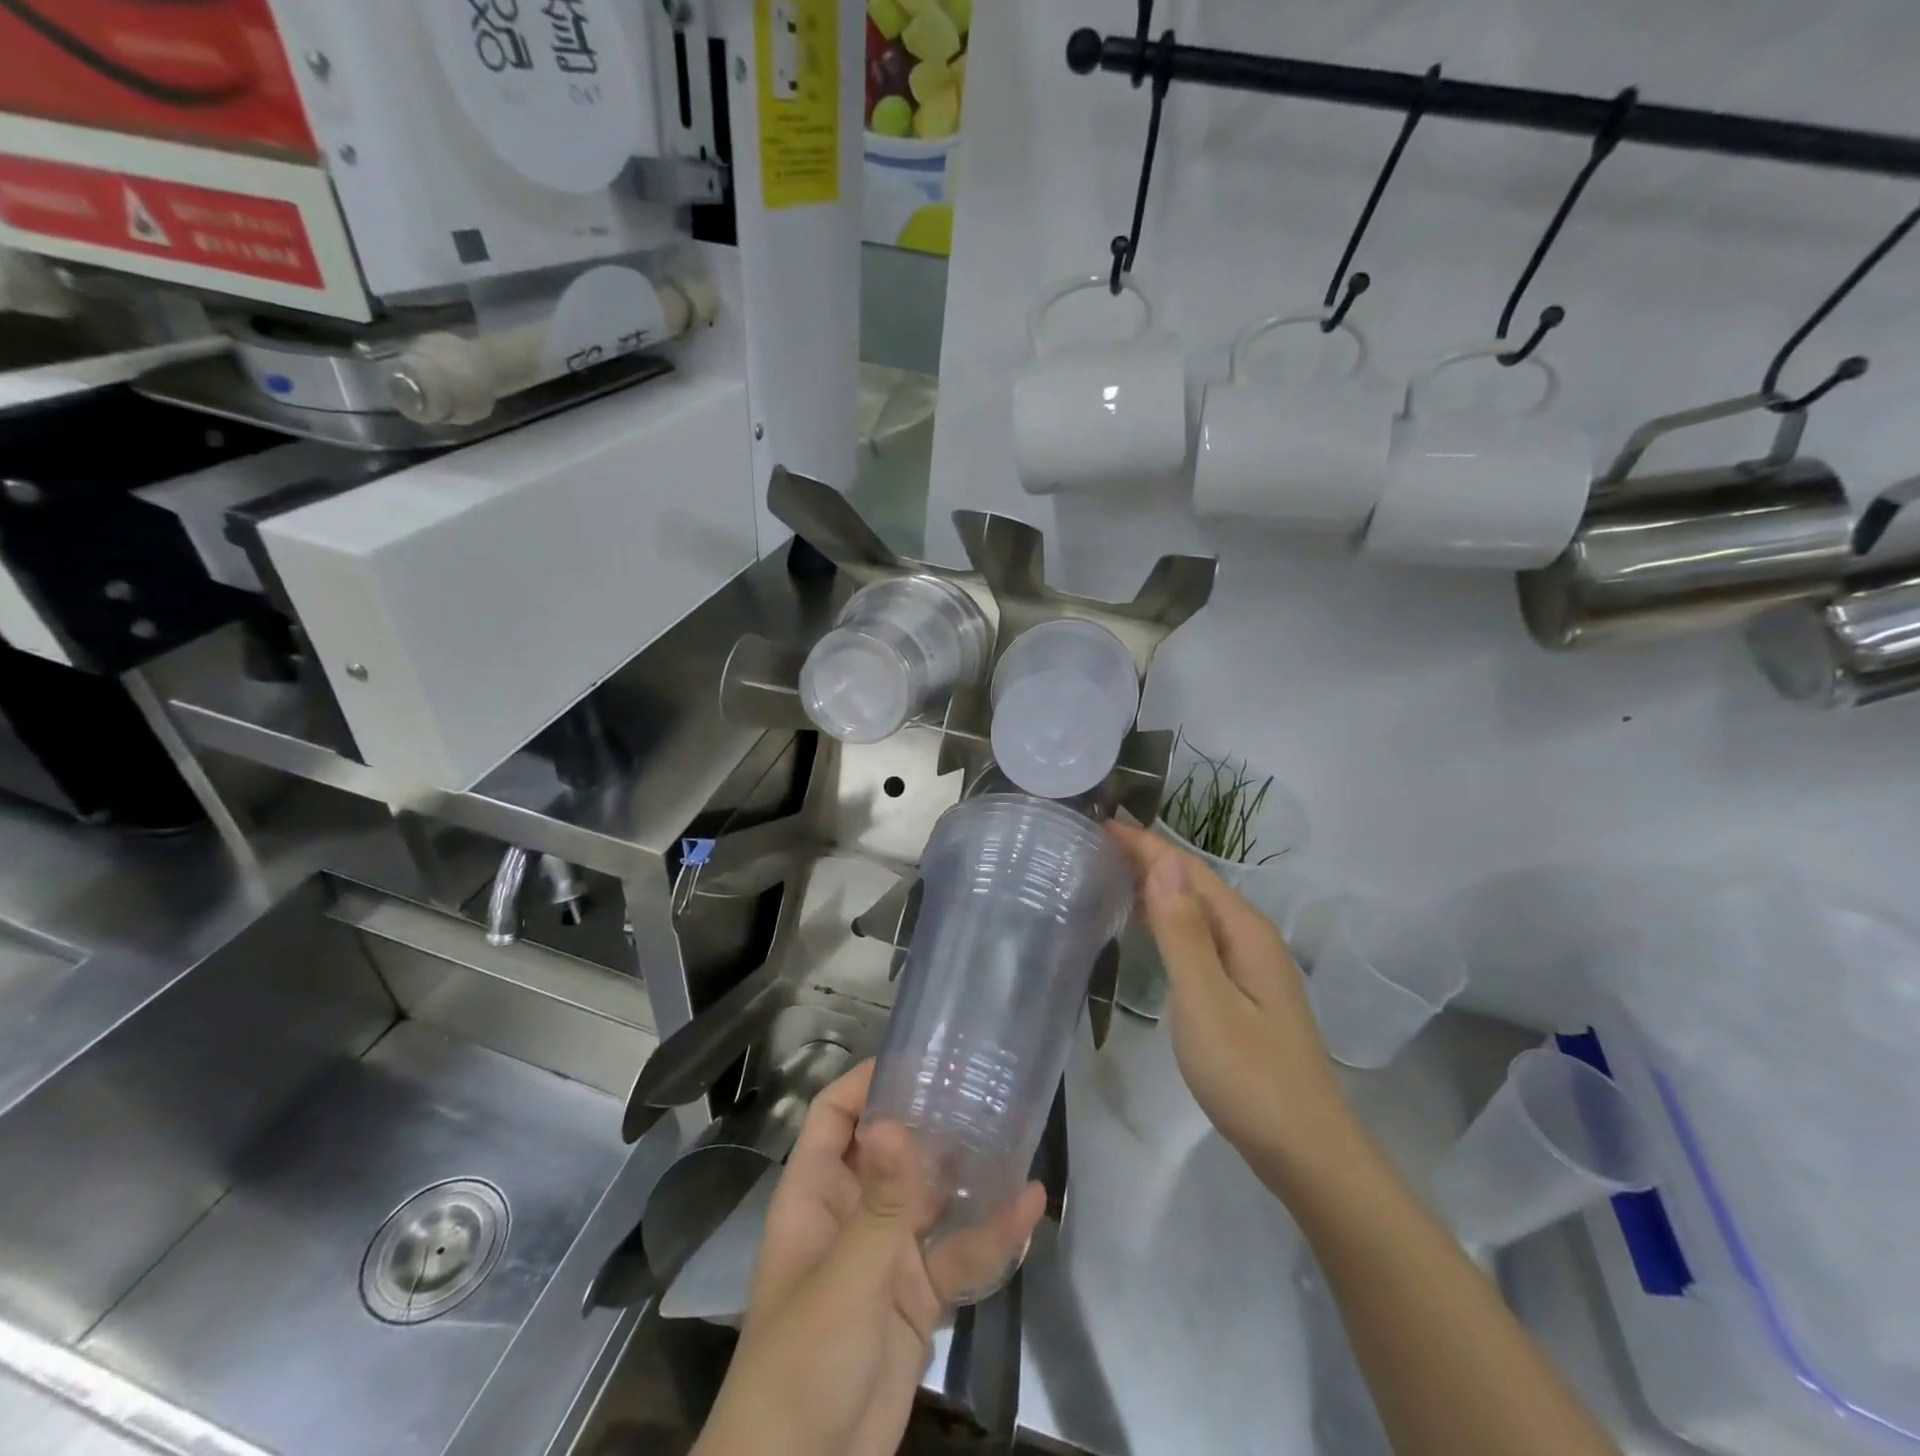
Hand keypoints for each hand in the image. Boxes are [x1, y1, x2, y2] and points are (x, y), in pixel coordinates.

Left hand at [695, 1061, 1045, 1455]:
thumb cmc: (802, 1360)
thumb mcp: (844, 1277)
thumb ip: (880, 1204)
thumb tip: (896, 1120)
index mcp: (816, 1195)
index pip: (835, 1117)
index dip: (867, 1083)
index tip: (917, 1060)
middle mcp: (852, 1212)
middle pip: (891, 1148)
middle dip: (929, 1119)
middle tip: (979, 1085)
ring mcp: (886, 1254)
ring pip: (930, 1196)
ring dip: (966, 1171)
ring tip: (1012, 1131)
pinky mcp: (917, 1295)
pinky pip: (957, 1252)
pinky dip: (989, 1233)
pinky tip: (1028, 1206)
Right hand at [1106, 822, 1357, 1187]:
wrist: (1306, 1151)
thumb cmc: (1249, 1076)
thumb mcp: (1206, 1001)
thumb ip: (1183, 932)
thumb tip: (1163, 863)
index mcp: (1244, 931)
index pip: (1187, 870)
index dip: (1145, 845)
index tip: (1101, 823)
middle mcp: (1250, 938)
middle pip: (1194, 884)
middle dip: (1148, 859)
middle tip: (1096, 845)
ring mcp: (1250, 966)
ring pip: (1196, 910)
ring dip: (1157, 887)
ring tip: (1111, 875)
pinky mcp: (1243, 992)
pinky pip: (1199, 937)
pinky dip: (1168, 921)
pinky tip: (1147, 929)